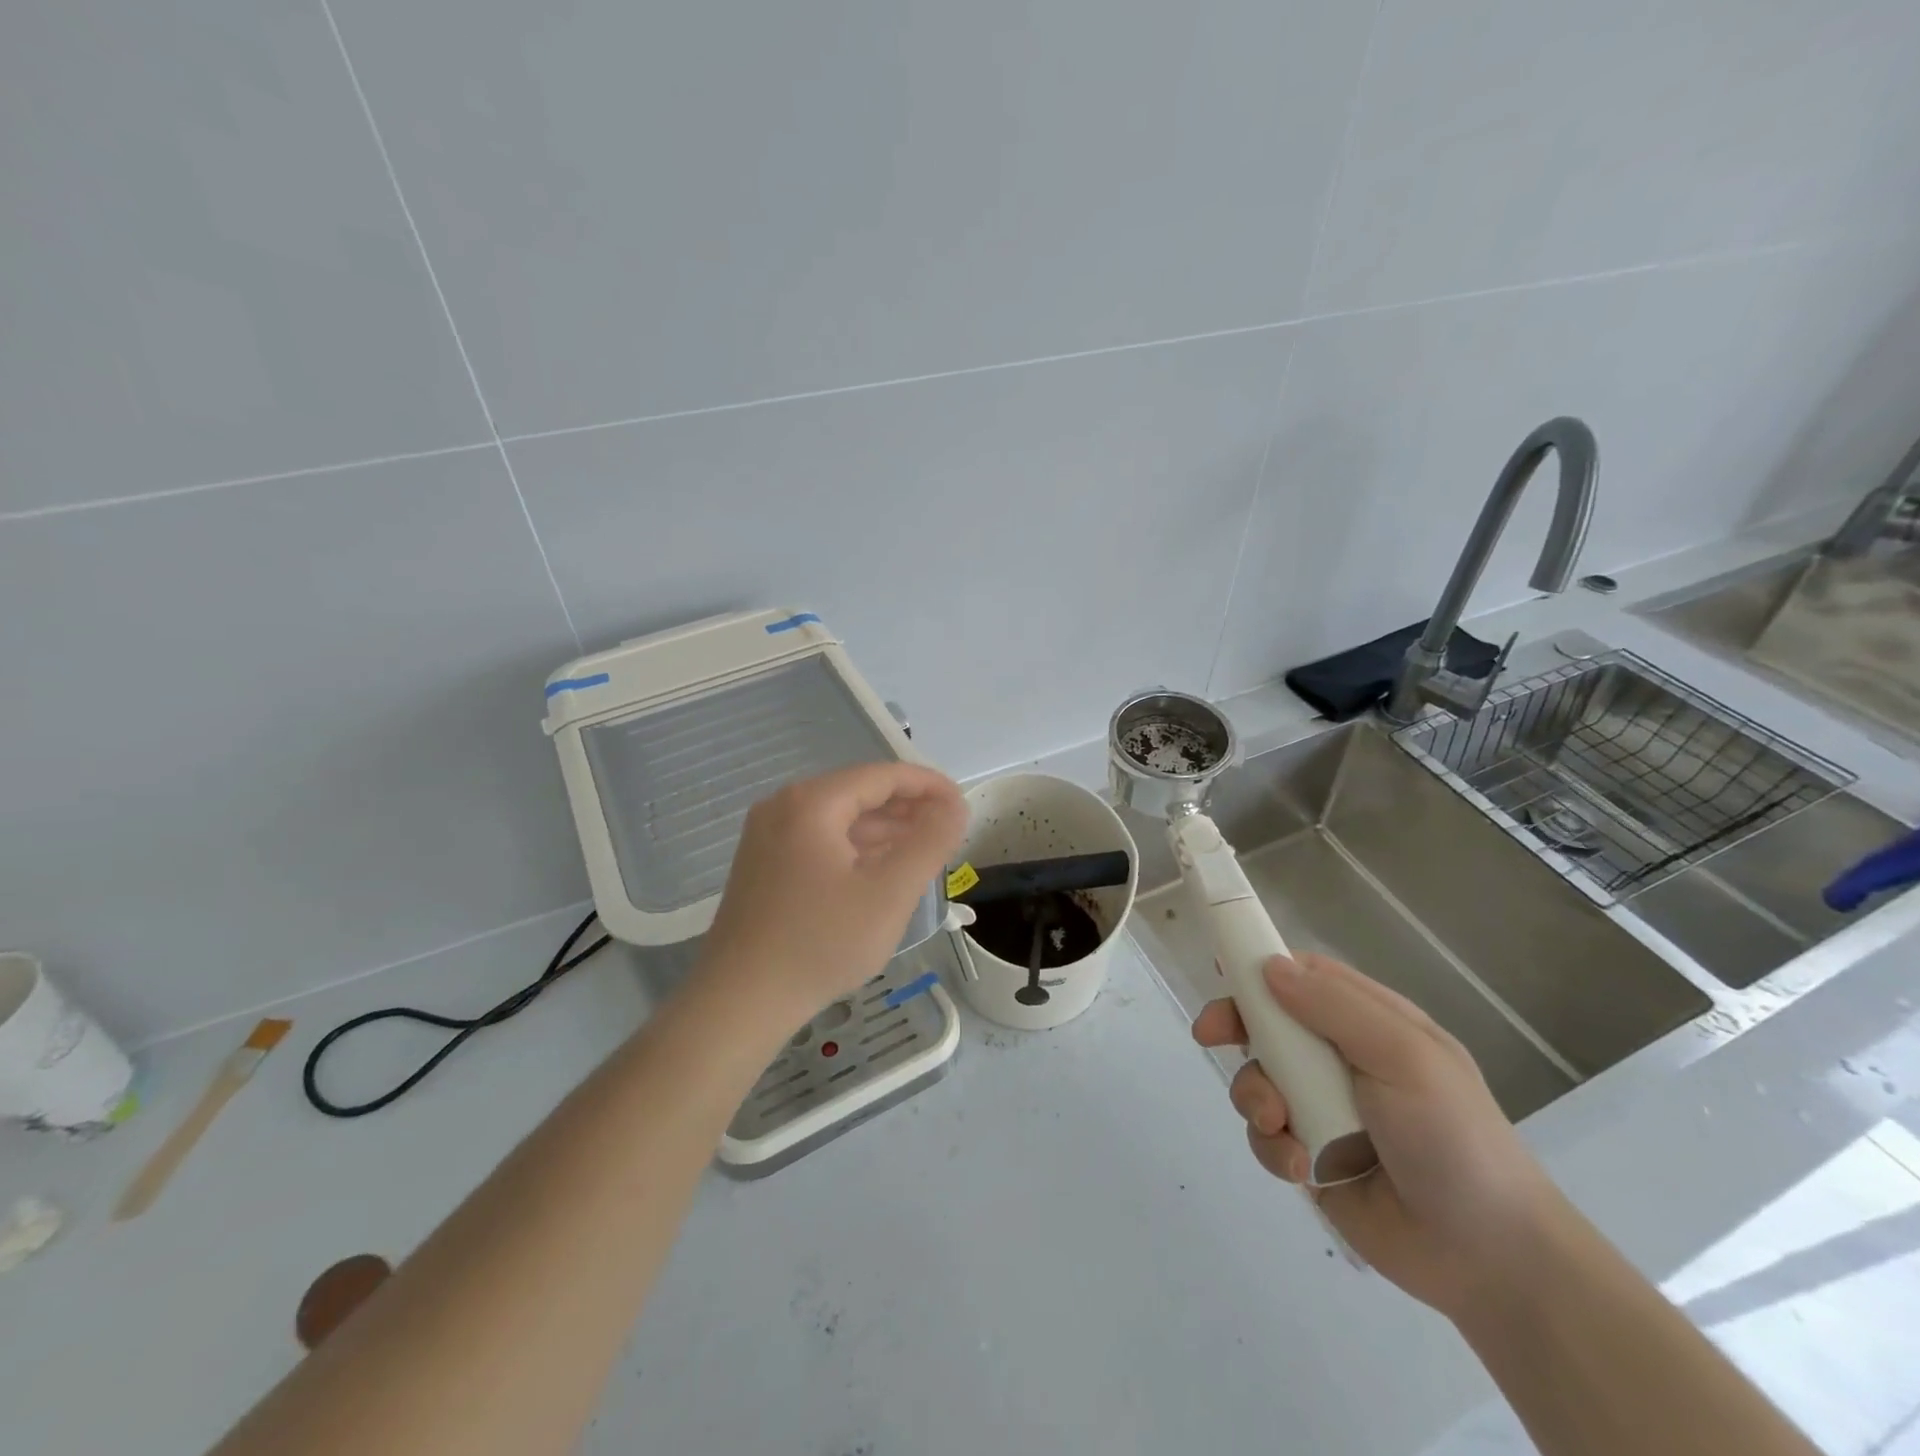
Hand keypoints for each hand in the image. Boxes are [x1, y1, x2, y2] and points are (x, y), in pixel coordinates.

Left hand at [698, 762, 968, 1026]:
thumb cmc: (821, 944)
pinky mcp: (763, 864)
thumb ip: (930, 842)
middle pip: (858, 792)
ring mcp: (767, 835)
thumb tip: (954, 806)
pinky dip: (855, 848)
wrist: (740, 1002)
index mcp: (811, 803)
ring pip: (839, 818)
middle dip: (907, 808)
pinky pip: (820, 840)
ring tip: (923, 850)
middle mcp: (783, 806)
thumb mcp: (890, 893)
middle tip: (947, 831)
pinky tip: (880, 870)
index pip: (882, 776)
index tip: (962, 805)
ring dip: (883, 829)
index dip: (928, 785)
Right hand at [1193, 953, 1566, 1319]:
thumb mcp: (1404, 1057)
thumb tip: (1271, 967)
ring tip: (1279, 1124)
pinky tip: (1300, 1167)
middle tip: (1210, 1035)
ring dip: (1255, 1096)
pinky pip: (1266, 1136)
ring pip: (1258, 1079)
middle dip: (1237, 1026)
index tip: (1221, 968)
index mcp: (1370, 1023)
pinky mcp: (1309, 1156)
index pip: (1305, 977)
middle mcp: (1341, 1059)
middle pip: (1268, 1023)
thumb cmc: (1454, 1138)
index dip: (1261, 968)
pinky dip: (1272, 1147)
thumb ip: (1335, 1007)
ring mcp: (1323, 1108)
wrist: (1490, 1259)